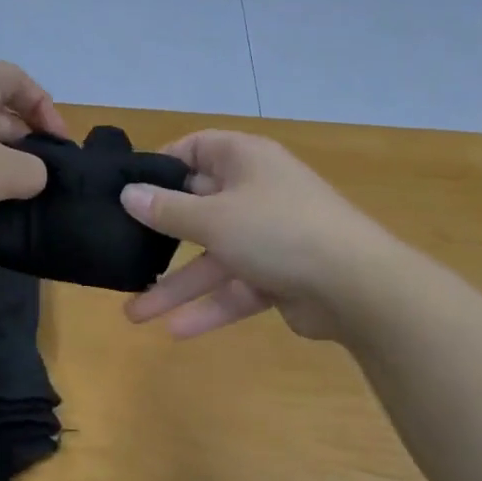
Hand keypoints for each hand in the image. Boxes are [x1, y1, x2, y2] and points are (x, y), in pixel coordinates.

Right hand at [119, 131, 393, 340]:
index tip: (130, 189)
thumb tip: (128, 193)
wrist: (357, 286)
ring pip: (214, 257)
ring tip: (135, 315)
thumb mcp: (213, 218)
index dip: (163, 165)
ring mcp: (269, 235)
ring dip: (178, 285)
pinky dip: (211, 306)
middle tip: (124, 254)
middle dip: (161, 238)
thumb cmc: (278, 231)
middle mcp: (256, 192)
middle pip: (199, 208)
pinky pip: (237, 287)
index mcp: (245, 161)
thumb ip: (167, 210)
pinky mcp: (280, 275)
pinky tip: (176, 331)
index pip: (197, 149)